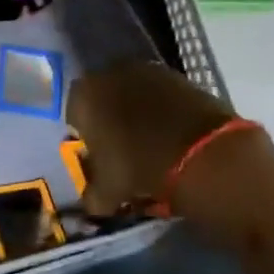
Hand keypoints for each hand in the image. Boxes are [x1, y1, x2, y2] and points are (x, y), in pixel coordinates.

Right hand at [66, 60, 237, 215]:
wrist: (199, 152)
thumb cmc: (137, 166)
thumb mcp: (106, 191)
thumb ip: (92, 195)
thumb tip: (92, 203)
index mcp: (83, 96)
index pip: (74, 116)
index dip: (85, 138)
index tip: (98, 157)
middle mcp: (109, 74)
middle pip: (103, 100)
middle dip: (110, 120)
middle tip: (122, 149)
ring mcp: (146, 70)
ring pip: (132, 95)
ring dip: (137, 114)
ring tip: (150, 143)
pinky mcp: (178, 75)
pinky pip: (161, 95)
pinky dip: (163, 111)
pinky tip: (171, 134)